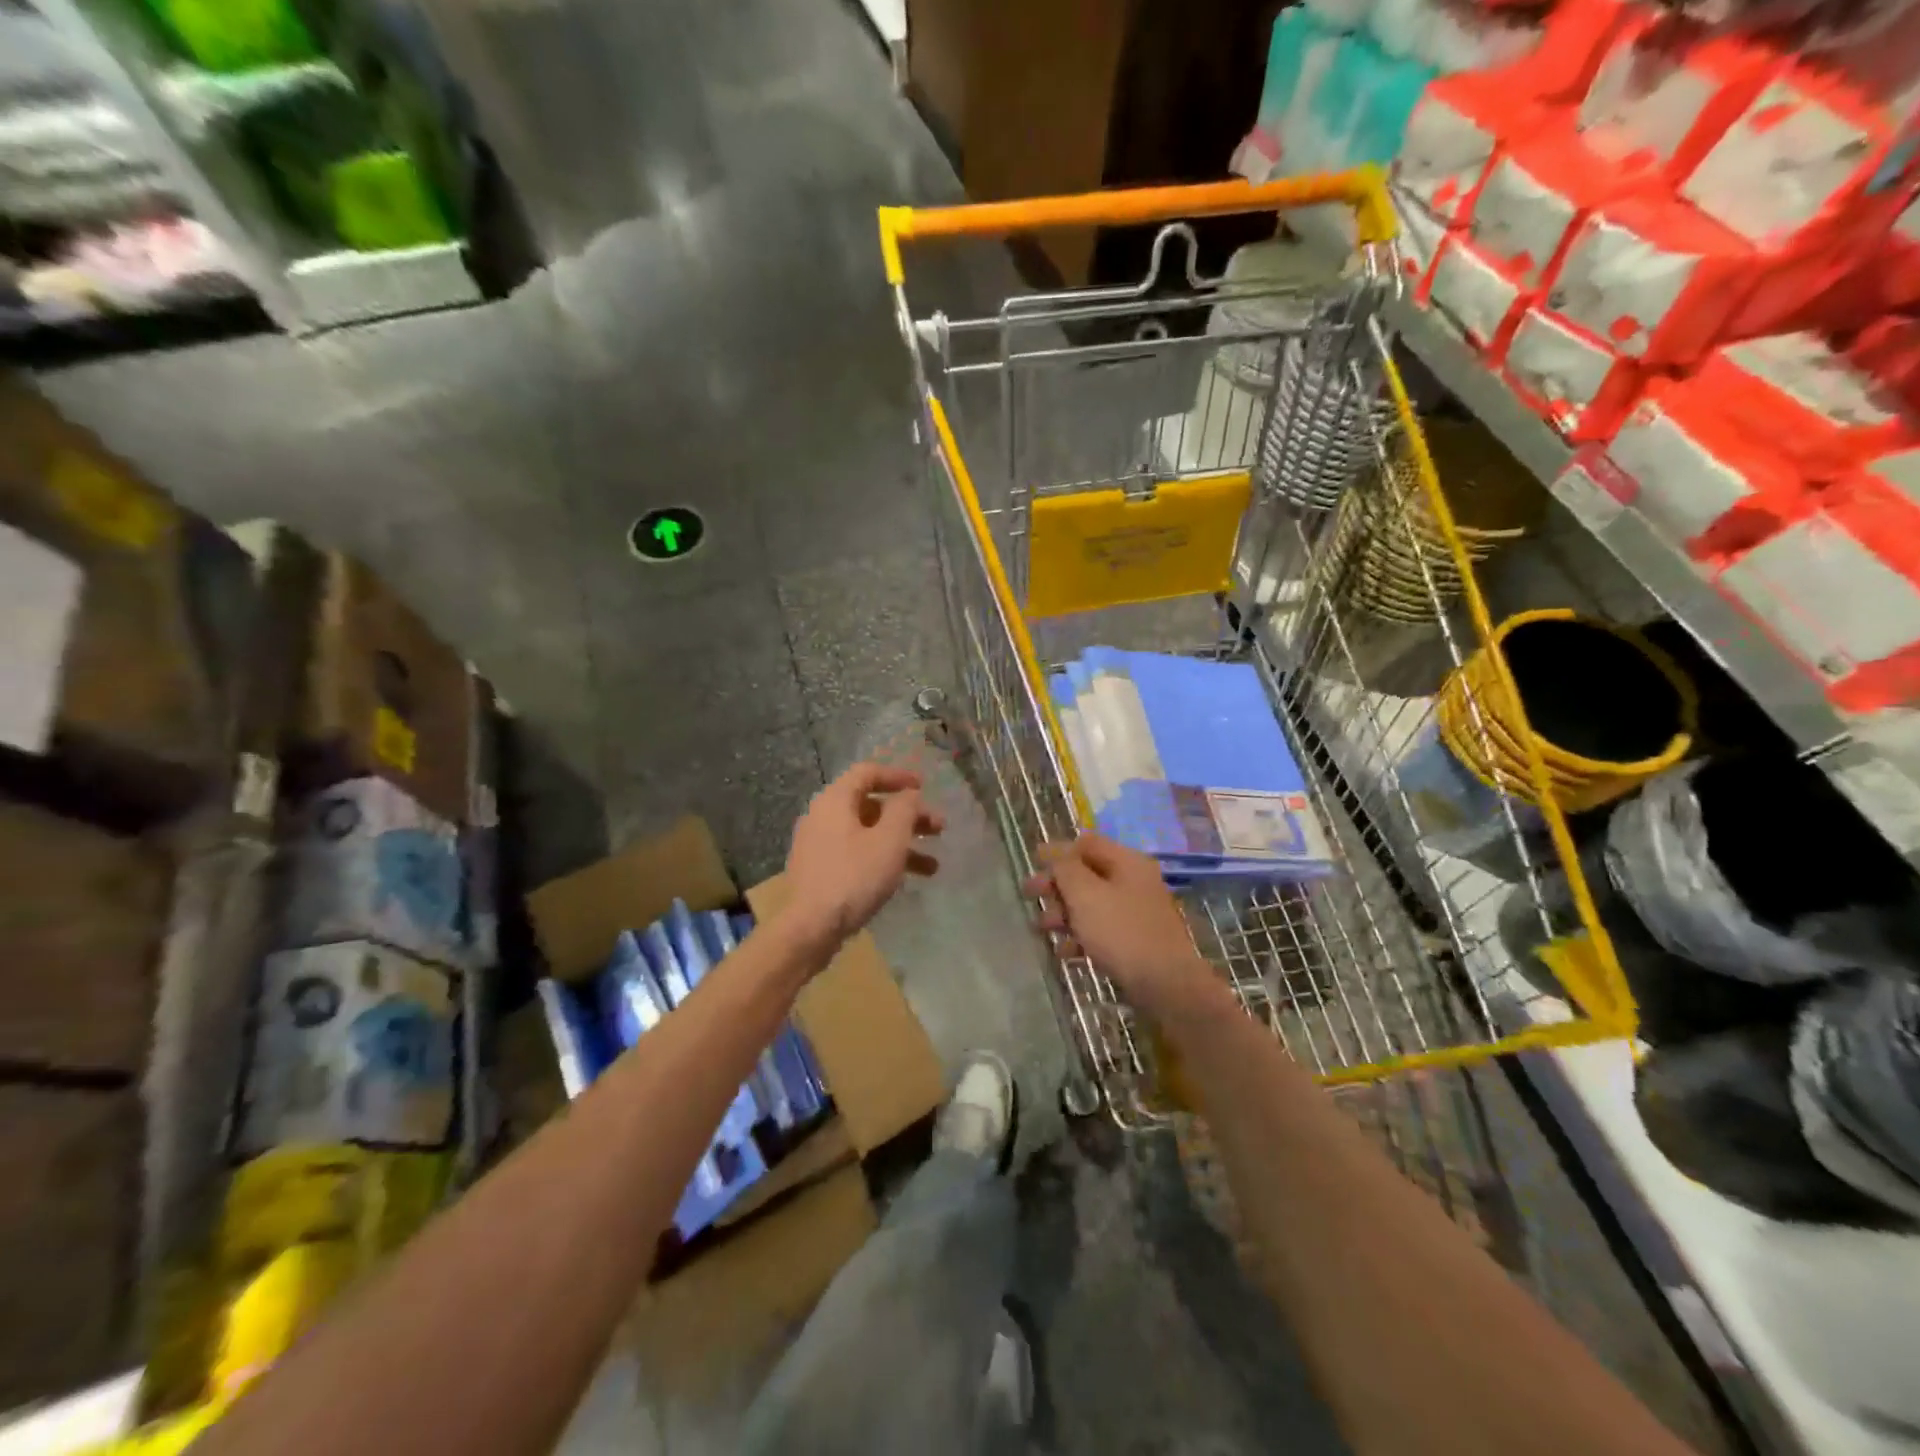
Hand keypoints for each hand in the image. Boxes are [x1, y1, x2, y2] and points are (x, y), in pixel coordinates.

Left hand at [785, 763, 943, 945]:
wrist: (811, 928)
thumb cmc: (854, 876)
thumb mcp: (889, 840)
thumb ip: (904, 810)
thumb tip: (908, 794)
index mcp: (835, 800)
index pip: (868, 773)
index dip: (898, 776)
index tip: (924, 787)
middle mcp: (823, 816)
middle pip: (872, 806)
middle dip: (909, 817)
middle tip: (939, 829)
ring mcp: (819, 845)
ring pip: (868, 834)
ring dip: (902, 844)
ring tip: (933, 866)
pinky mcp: (821, 871)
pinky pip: (857, 854)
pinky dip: (883, 859)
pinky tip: (906, 879)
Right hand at [1024, 832, 1224, 1019]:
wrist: (1166, 985)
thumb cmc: (1121, 932)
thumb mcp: (1085, 894)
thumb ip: (1065, 869)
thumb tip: (1054, 852)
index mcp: (1127, 862)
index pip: (1087, 843)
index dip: (1058, 851)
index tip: (1033, 863)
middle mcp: (1135, 882)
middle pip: (1087, 874)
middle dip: (1056, 885)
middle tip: (1029, 896)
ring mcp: (1137, 912)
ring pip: (1092, 904)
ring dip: (1064, 913)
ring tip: (1042, 929)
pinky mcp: (1136, 941)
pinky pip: (1102, 930)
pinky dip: (1081, 936)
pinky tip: (1064, 952)